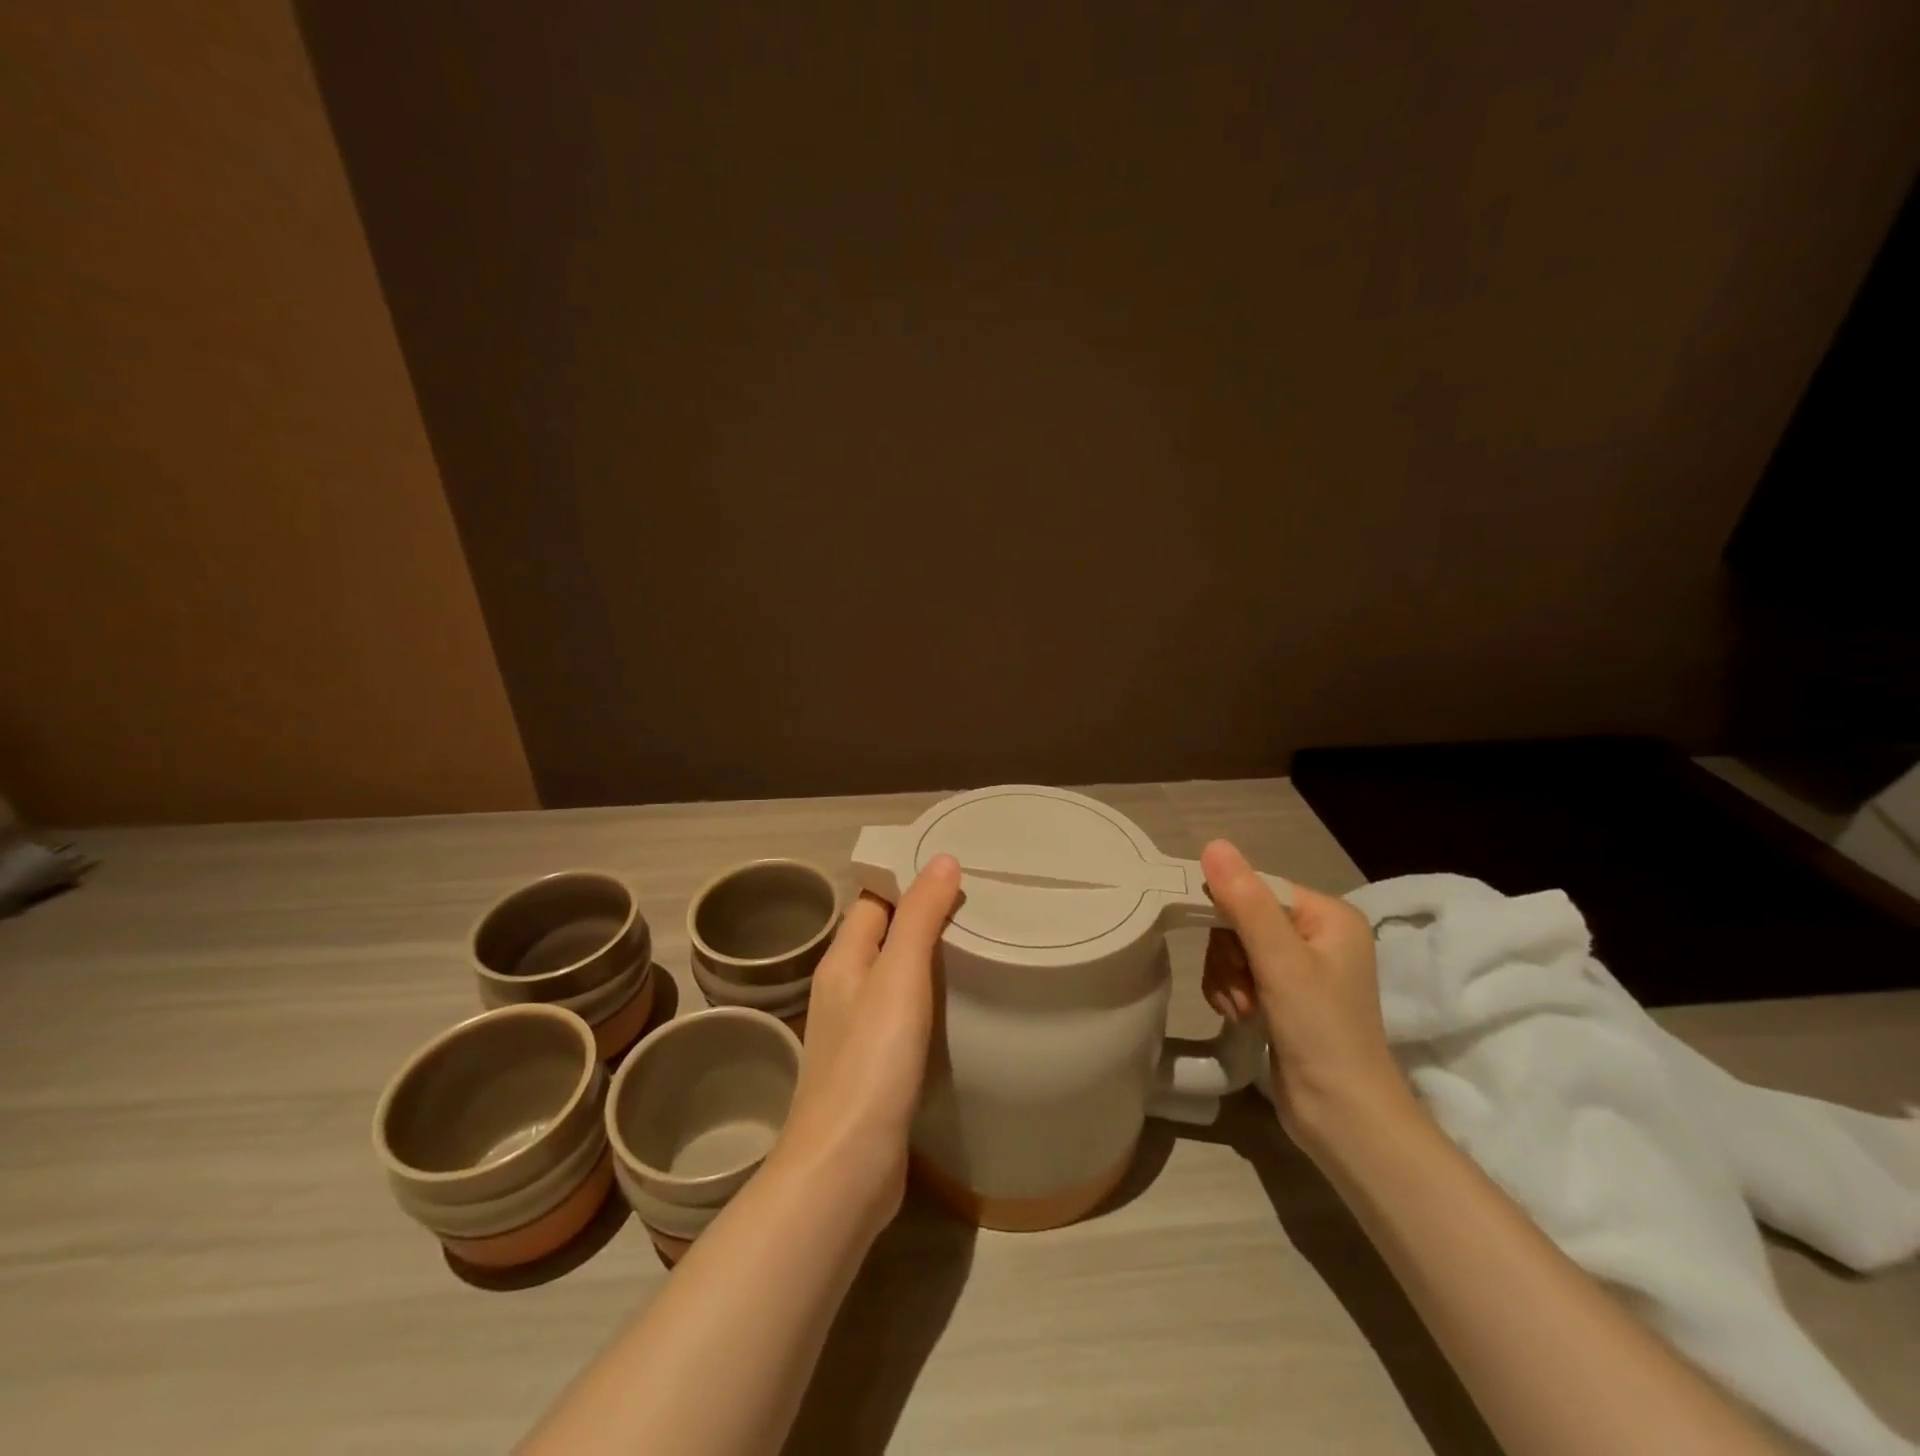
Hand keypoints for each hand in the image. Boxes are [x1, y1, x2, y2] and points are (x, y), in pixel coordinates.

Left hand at [770, 855, 961, 1238]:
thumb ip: (919, 917)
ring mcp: (855, 1033)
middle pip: (882, 937)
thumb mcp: (899, 977)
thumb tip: (942, 859)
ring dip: (925, 961)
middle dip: (922, 918)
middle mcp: (843, 990)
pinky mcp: (872, 1070)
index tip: (954, 871)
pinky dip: (926, 1002)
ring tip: (976, 949)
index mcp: (842, 961)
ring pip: (892, 979)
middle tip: (978, 907)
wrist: (845, 1168)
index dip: (906, 880)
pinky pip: (900, 1017)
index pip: (872, 900)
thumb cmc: (871, 1062)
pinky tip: (957, 1009)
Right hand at [1198, 840, 1408, 1153]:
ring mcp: (1300, 969)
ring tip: (1242, 1010)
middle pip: (1241, 918)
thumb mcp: (1280, 961)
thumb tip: (1213, 844)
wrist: (1343, 1118)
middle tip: (1242, 988)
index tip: (1224, 947)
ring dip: (1226, 977)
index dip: (1229, 912)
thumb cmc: (1321, 1032)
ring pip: (1233, 947)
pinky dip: (1229, 992)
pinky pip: (1237, 973)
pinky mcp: (1283, 998)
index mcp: (1329, 915)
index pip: (1258, 888)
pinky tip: (1239, 1017)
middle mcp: (1317, 935)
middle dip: (1229, 954)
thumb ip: (1245, 901)